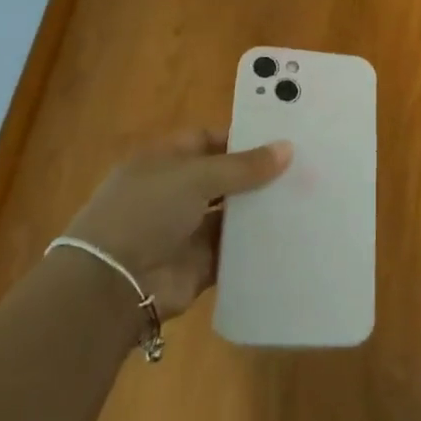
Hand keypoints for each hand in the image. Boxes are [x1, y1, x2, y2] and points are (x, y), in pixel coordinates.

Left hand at [61, 129, 290, 320]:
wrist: (113, 283)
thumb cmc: (146, 212)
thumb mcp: (195, 177)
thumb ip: (243, 165)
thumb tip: (288, 148)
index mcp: (164, 162)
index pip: (207, 141)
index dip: (240, 138)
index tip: (281, 138)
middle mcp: (175, 193)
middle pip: (224, 178)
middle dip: (258, 175)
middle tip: (306, 168)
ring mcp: (187, 230)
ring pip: (232, 215)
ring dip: (261, 209)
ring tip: (308, 199)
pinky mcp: (200, 264)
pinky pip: (235, 250)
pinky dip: (257, 245)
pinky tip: (292, 234)